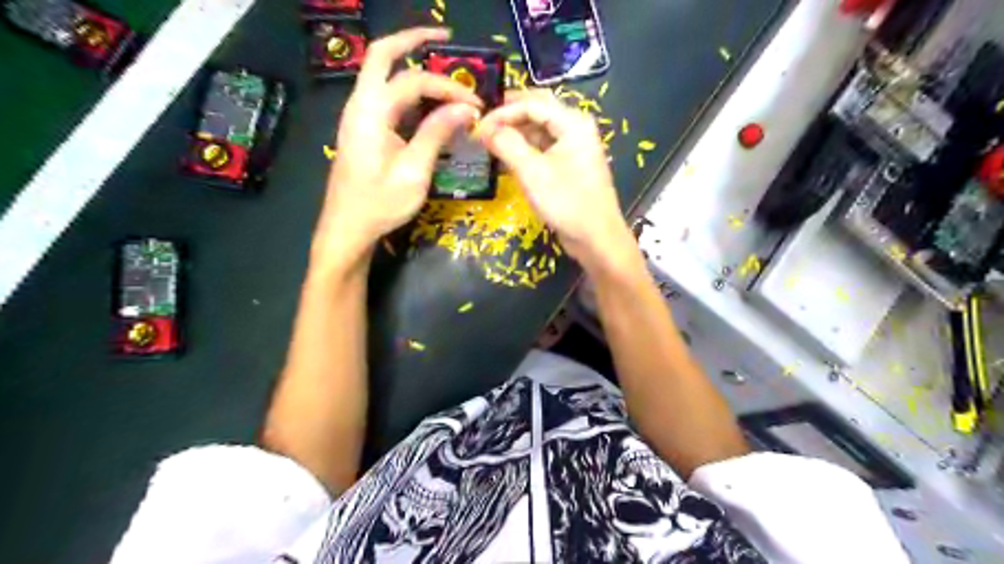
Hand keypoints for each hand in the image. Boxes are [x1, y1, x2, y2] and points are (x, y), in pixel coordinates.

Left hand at [314, 26, 484, 268]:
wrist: (347, 230)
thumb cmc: (380, 205)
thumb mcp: (414, 172)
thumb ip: (437, 133)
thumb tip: (466, 107)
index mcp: (370, 113)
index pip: (413, 82)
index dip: (447, 87)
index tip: (475, 103)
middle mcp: (360, 106)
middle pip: (382, 56)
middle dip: (412, 41)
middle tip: (444, 38)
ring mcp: (358, 117)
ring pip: (382, 75)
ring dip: (410, 67)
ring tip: (443, 72)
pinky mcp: (363, 130)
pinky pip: (385, 98)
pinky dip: (407, 92)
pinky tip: (429, 104)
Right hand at [476, 90, 629, 265]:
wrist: (595, 238)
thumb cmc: (566, 203)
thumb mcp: (532, 172)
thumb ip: (507, 145)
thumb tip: (484, 129)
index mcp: (572, 122)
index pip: (531, 103)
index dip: (502, 112)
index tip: (477, 127)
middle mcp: (575, 128)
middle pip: (536, 111)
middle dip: (507, 117)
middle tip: (481, 128)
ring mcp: (573, 147)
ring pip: (538, 130)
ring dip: (514, 134)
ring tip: (489, 143)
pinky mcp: (568, 165)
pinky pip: (542, 148)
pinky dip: (523, 150)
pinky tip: (505, 158)